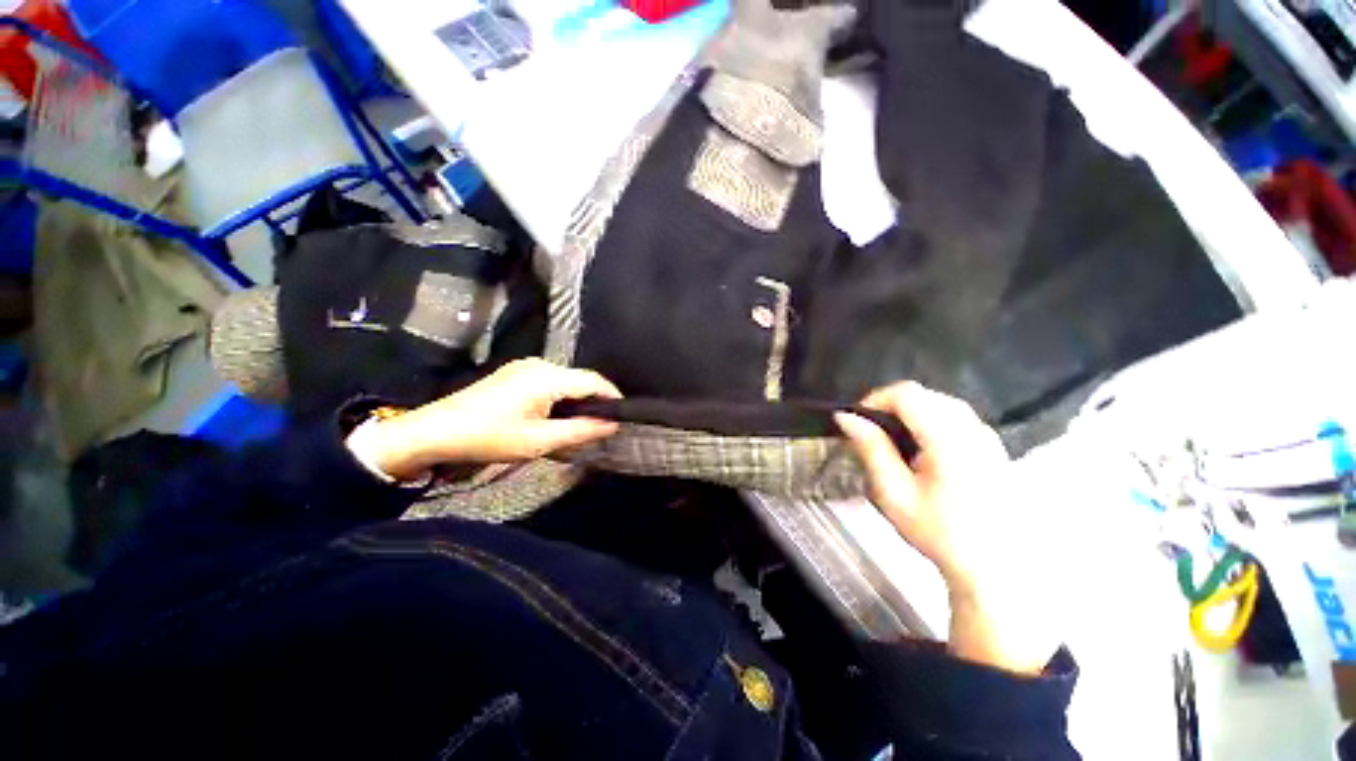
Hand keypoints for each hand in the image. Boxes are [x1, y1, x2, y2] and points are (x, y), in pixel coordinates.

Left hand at [366, 359, 621, 478]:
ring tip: (579, 427)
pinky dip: (560, 399)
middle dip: (594, 402)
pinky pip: (550, 383)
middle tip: (601, 427)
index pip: (593, 380)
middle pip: (580, 380)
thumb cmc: (489, 437)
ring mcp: (525, 367)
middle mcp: (540, 365)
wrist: (435, 431)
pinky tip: (555, 418)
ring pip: (566, 382)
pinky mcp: (515, 374)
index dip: (612, 396)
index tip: (623, 416)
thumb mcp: (539, 441)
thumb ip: (580, 431)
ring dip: (576, 402)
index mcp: (547, 377)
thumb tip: (612, 424)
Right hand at [837, 382, 1050, 673]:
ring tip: (893, 441)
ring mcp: (988, 437)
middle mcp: (973, 429)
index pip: (907, 394)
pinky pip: (956, 417)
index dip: (875, 399)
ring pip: (940, 403)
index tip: (858, 422)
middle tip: (871, 434)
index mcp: (949, 440)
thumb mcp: (894, 493)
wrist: (996, 568)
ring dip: (910, 413)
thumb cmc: (940, 533)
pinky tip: (922, 450)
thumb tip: (846, 417)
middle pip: (924, 395)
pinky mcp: (993, 446)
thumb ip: (871, 448)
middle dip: (890, 406)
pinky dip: (930, 421)